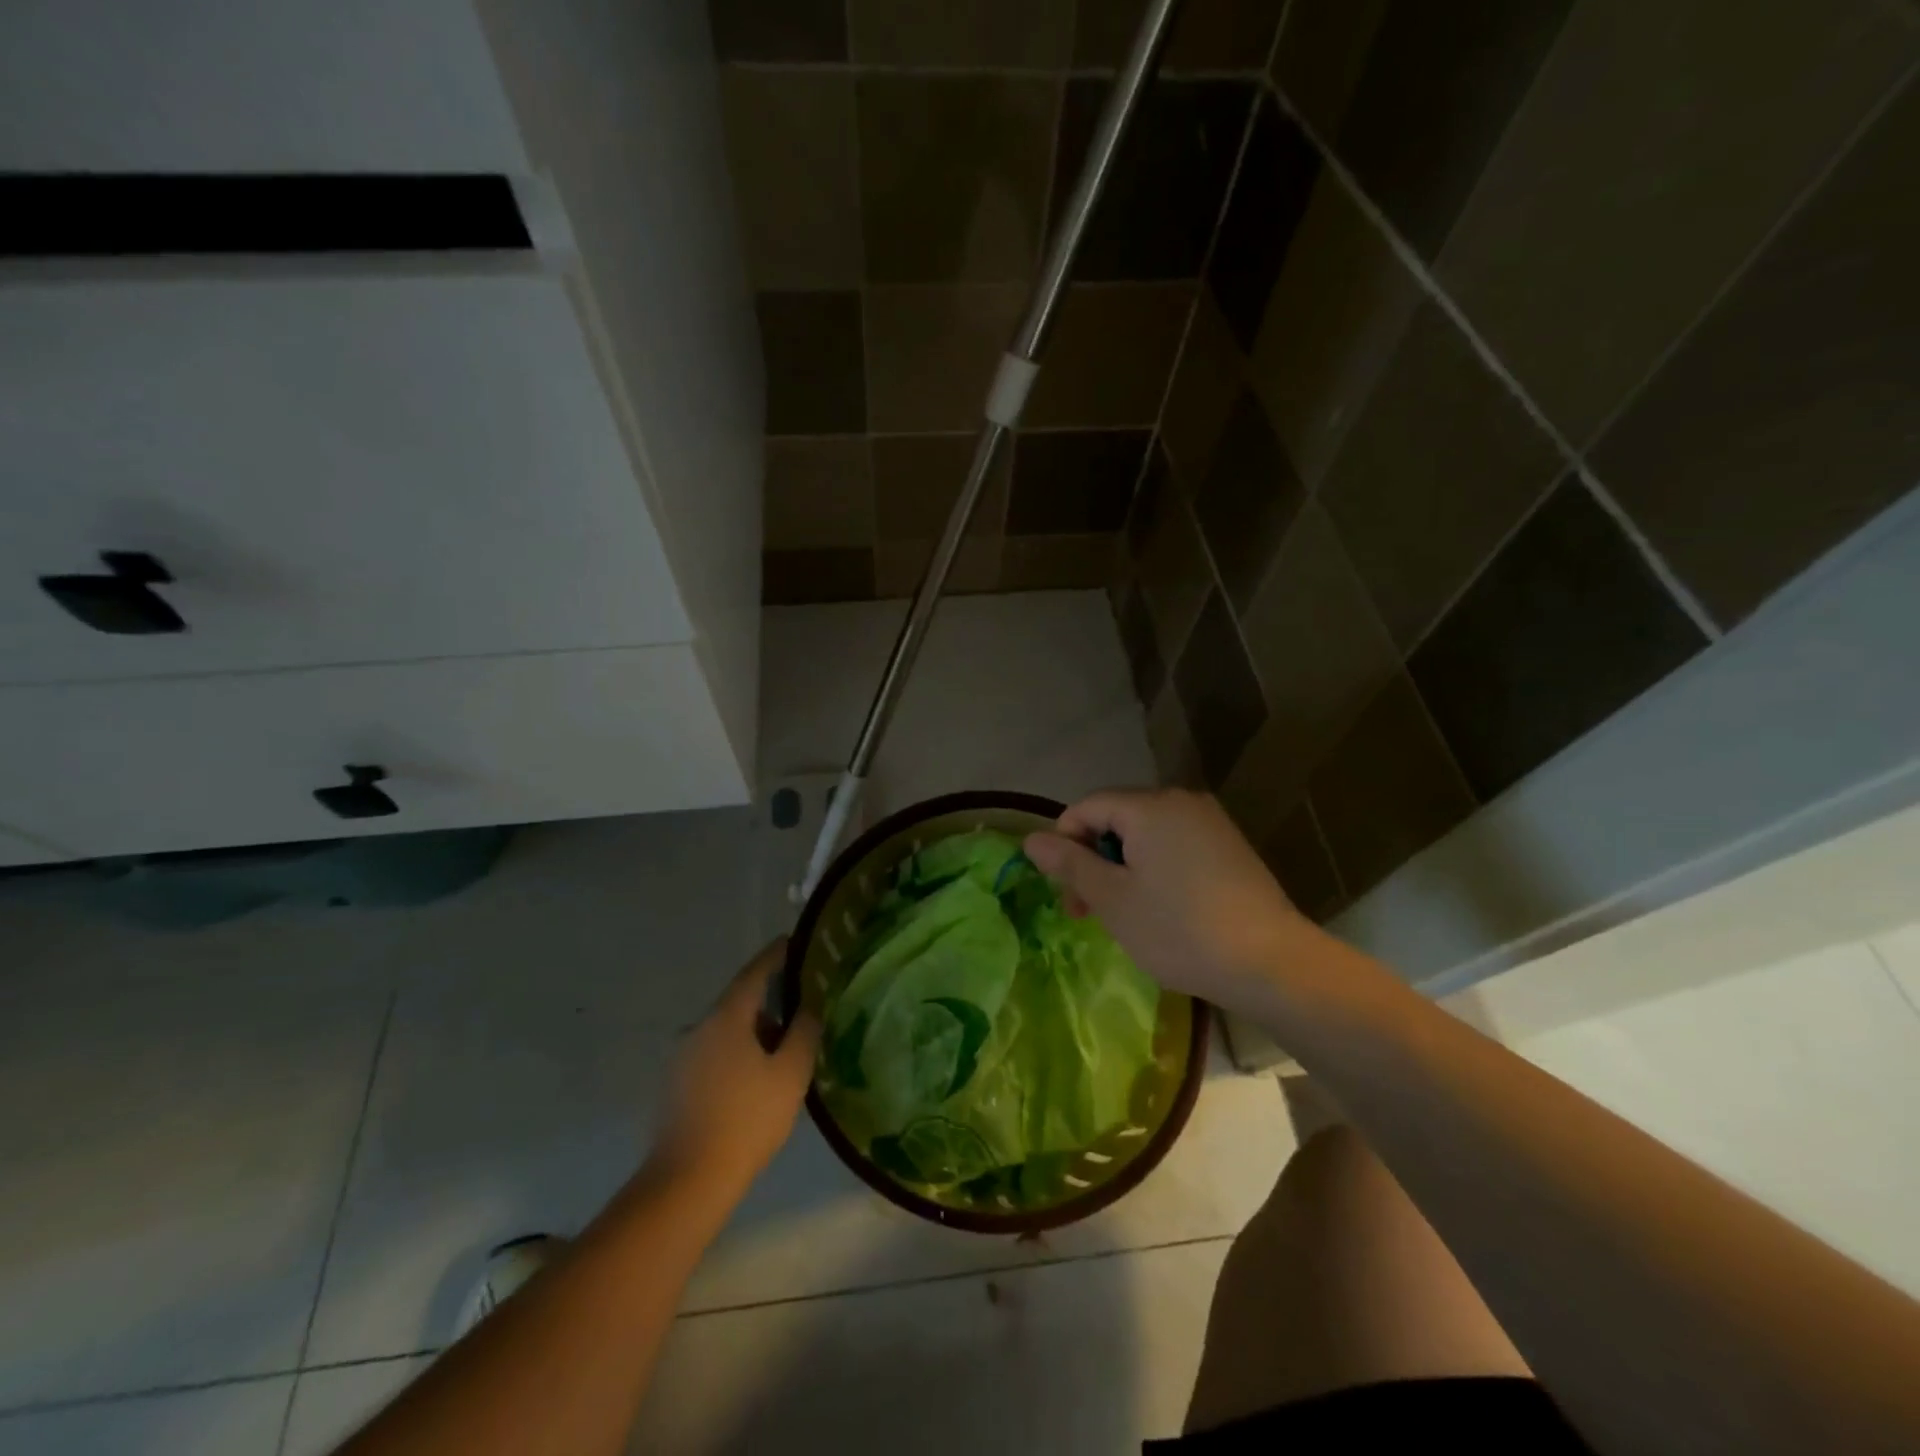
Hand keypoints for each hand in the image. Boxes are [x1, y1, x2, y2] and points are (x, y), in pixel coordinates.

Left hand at [649, 940, 820, 1197]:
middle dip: (770, 1003)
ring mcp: (682, 1056)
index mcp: (727, 1017)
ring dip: (753, 1033)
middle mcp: (699, 1027)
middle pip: (740, 1002)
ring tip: (782, 1054)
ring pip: (726, 1031)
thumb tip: (808, 1006)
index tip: (794, 942)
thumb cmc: (747, 1120)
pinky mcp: (674, 1085)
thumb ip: (804, 1031)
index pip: (755, 971)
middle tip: (801, 1013)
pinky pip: (713, 1054)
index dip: (777, 955)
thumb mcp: (790, 1073)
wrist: (686, 1183)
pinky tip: (753, 1082)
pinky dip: (736, 1055)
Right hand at [1024, 788, 1318, 1013]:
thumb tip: (1031, 839)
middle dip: (1093, 860)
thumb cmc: (1179, 929)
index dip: (1065, 843)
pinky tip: (1160, 909)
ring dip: (1122, 869)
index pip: (1087, 807)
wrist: (1271, 963)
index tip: (1066, 891)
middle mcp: (1181, 802)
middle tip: (1086, 913)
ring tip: (1123, 916)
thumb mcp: (1112, 899)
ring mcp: (1210, 822)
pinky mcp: (1229, 846)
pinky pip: (1174, 846)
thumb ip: (1069, 863)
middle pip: (1116, 819)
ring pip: (1145, 836)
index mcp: (1149, 807)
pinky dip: (1153, 870)